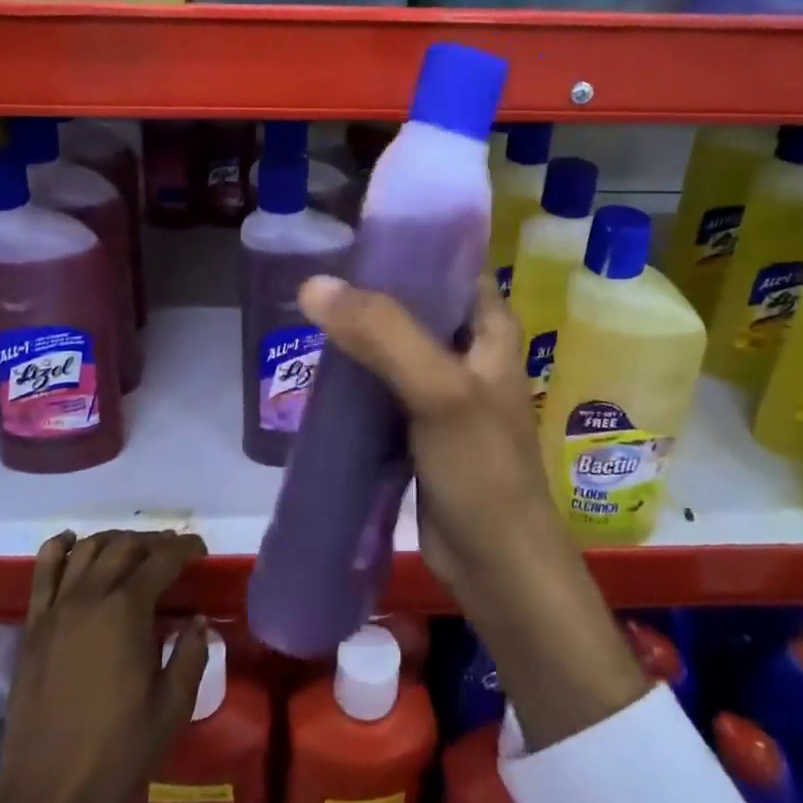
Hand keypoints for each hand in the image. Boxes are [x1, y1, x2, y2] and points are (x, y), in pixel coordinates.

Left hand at [0, 530, 209, 802]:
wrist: (46, 796)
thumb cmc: (115, 753)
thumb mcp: (171, 708)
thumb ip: (191, 655)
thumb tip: (198, 621)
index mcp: (126, 611)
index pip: (161, 559)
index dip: (185, 547)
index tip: (200, 550)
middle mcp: (90, 596)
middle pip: (125, 546)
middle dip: (153, 542)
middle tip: (172, 553)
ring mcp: (57, 608)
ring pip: (88, 549)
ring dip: (115, 540)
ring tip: (133, 549)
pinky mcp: (33, 626)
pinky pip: (44, 570)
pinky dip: (60, 548)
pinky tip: (73, 543)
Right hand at [298, 273, 649, 751]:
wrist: (496, 568)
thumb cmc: (482, 472)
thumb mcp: (439, 392)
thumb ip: (382, 334)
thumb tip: (313, 284)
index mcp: (489, 324)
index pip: (446, 261)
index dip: (403, 242)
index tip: (348, 233)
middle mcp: (468, 346)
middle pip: (412, 299)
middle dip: (367, 288)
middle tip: (313, 274)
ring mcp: (442, 386)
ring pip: (392, 341)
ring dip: (356, 330)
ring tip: (306, 311)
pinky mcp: (418, 422)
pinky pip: (381, 382)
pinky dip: (354, 371)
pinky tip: (318, 365)